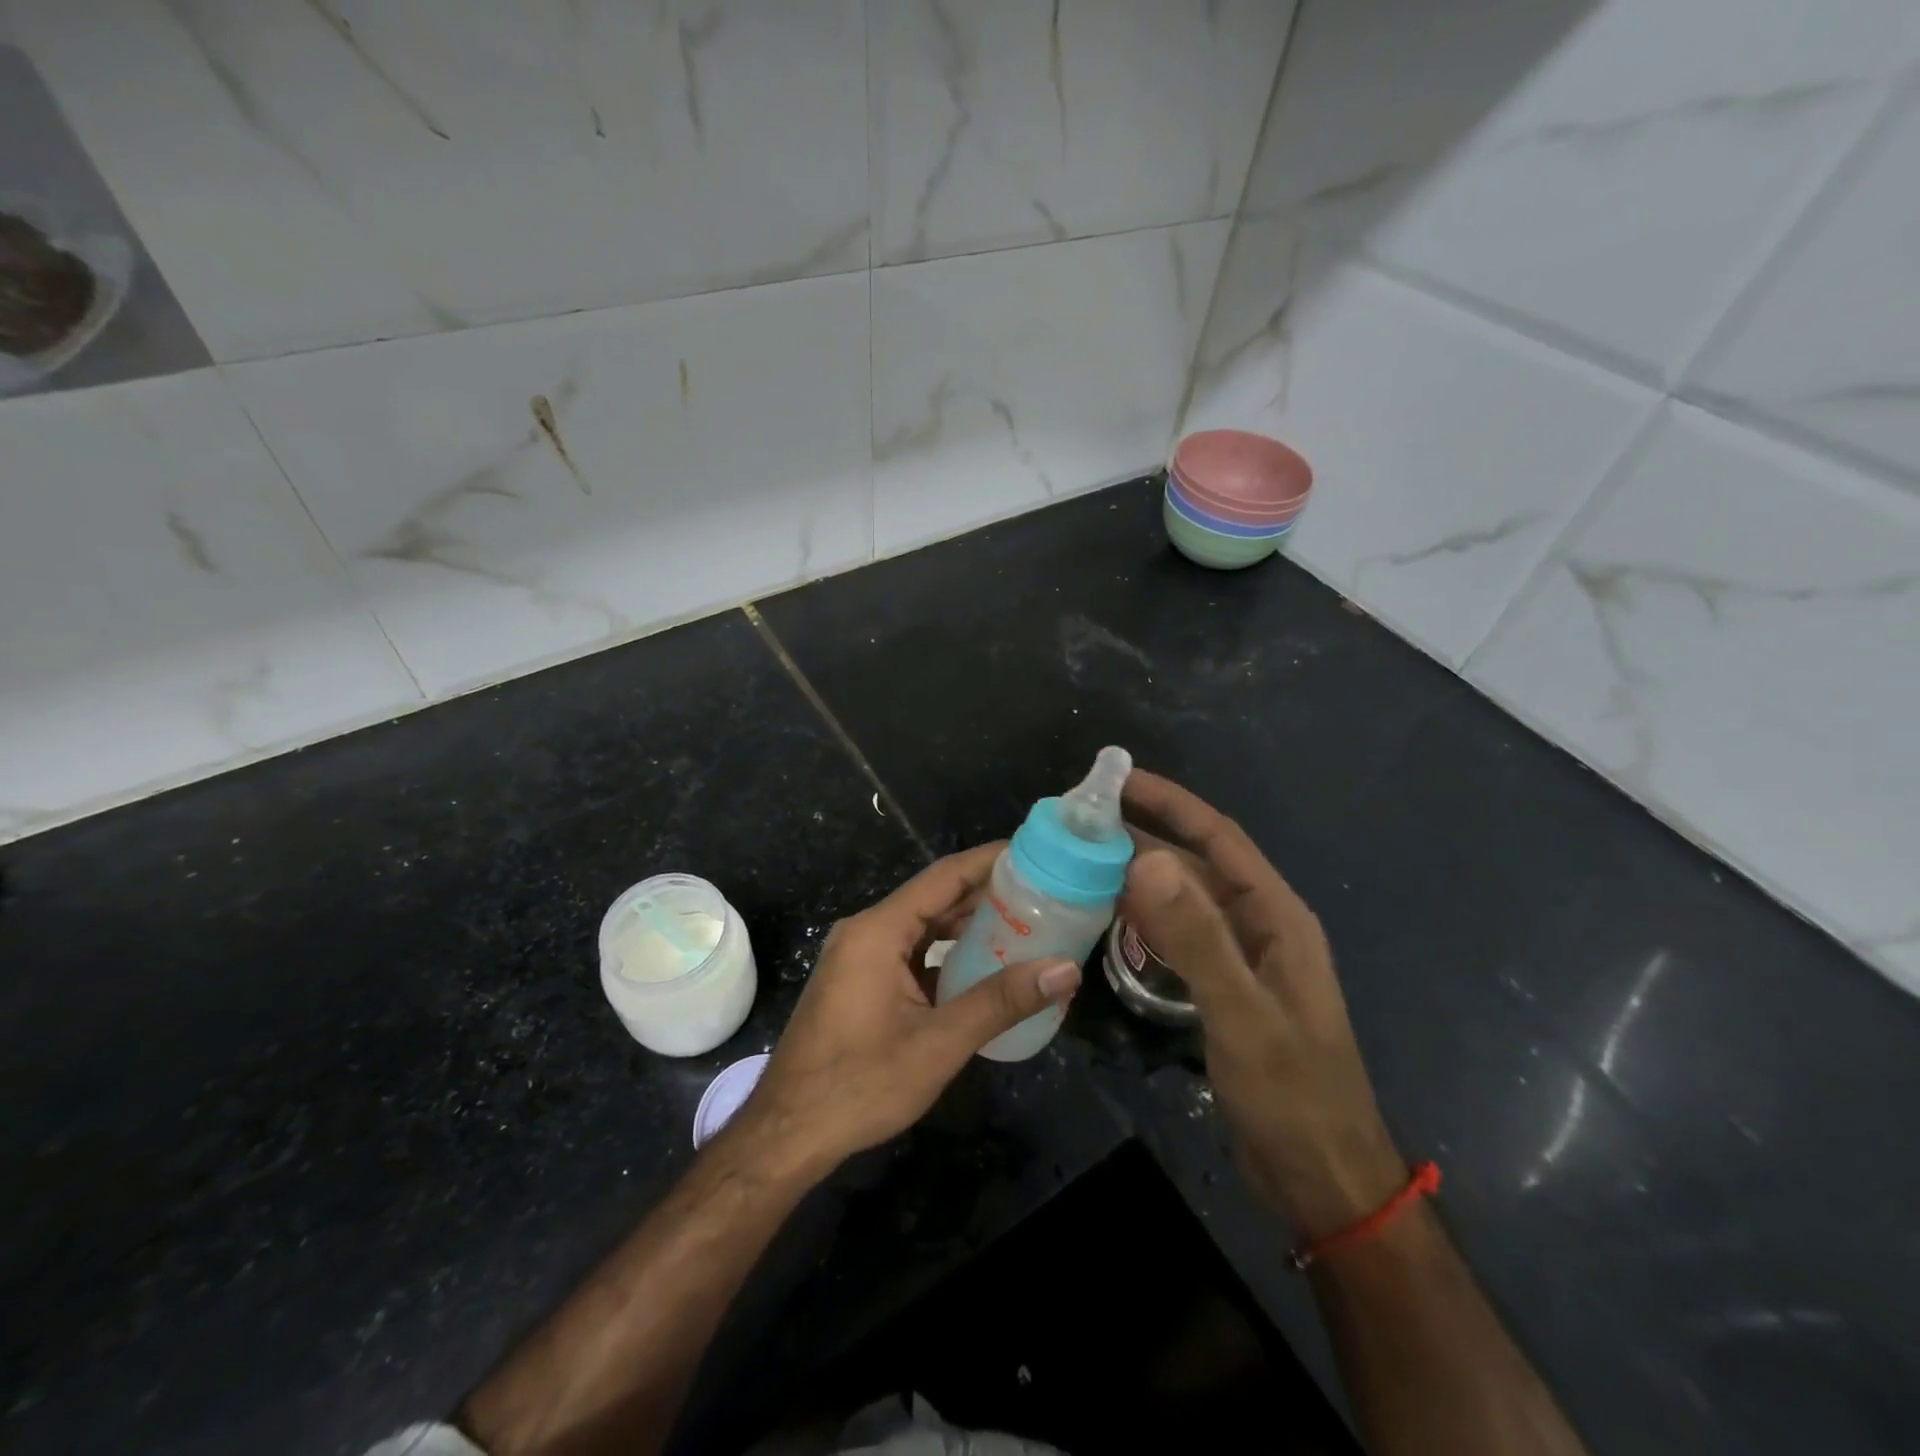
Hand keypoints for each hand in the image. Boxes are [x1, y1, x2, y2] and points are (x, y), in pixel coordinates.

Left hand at [737, 843, 1081, 1177]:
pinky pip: (910, 952)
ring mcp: (859, 957)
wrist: (788, 1133)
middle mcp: (866, 931)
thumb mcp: (938, 1043)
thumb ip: (1002, 1001)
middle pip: (934, 898)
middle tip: (1042, 894)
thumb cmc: (860, 1084)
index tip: (1034, 853)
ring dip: (967, 926)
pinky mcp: (859, 981)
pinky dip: (946, 954)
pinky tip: (982, 968)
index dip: (990, 861)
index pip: (944, 876)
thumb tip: (1066, 970)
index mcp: (878, 930)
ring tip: (1024, 925)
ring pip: (922, 926)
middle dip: (986, 894)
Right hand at [1120, 771, 1405, 1239]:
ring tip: (1084, 862)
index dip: (1172, 803)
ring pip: (1184, 901)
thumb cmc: (1292, 1093)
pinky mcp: (1225, 989)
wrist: (1322, 1178)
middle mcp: (1260, 926)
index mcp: (1276, 916)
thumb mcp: (1243, 1012)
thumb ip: (1197, 937)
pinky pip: (1180, 937)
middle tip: (1083, 824)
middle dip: (1145, 837)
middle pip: (1197, 865)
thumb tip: (1145, 859)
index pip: (1218, 838)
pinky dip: (1146, 920)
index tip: (1120, 780)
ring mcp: (1243, 959)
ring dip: (1141, 878)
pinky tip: (1110, 918)